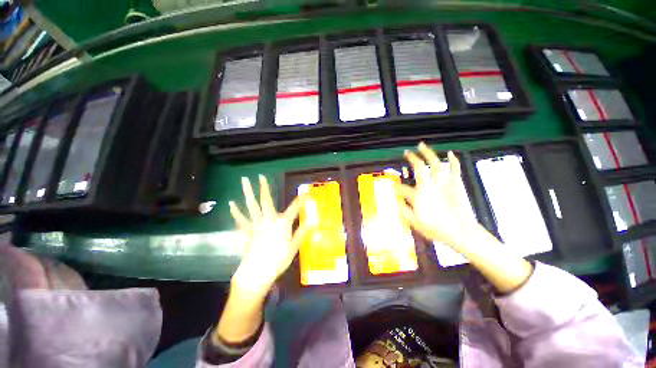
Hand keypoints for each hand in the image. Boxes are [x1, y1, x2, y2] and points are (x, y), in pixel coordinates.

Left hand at [229, 175, 307, 296]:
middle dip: (264, 188)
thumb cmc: (278, 260)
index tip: (305, 193)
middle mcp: (269, 219)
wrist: (257, 273)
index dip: (300, 200)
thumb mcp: (294, 247)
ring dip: (248, 193)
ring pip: (251, 205)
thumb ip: (301, 232)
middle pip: (266, 200)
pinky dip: (236, 212)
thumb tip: (312, 221)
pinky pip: (241, 219)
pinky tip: (231, 204)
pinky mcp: (247, 231)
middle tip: (260, 176)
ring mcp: (256, 224)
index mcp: (282, 223)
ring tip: (244, 181)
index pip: (294, 208)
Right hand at [398, 142, 478, 250]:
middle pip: (419, 167)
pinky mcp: (455, 185)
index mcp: (418, 195)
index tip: (392, 184)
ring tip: (422, 145)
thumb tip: (395, 201)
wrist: (460, 232)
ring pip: (435, 164)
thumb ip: (403, 210)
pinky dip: (453, 160)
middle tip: (406, 152)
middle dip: (411, 158)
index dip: (395, 186)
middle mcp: (429, 185)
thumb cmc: (435, 228)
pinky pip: (455, 170)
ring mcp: (443, 184)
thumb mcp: (414, 222)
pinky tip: (450, 153)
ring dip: (428, 153)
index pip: (402, 188)